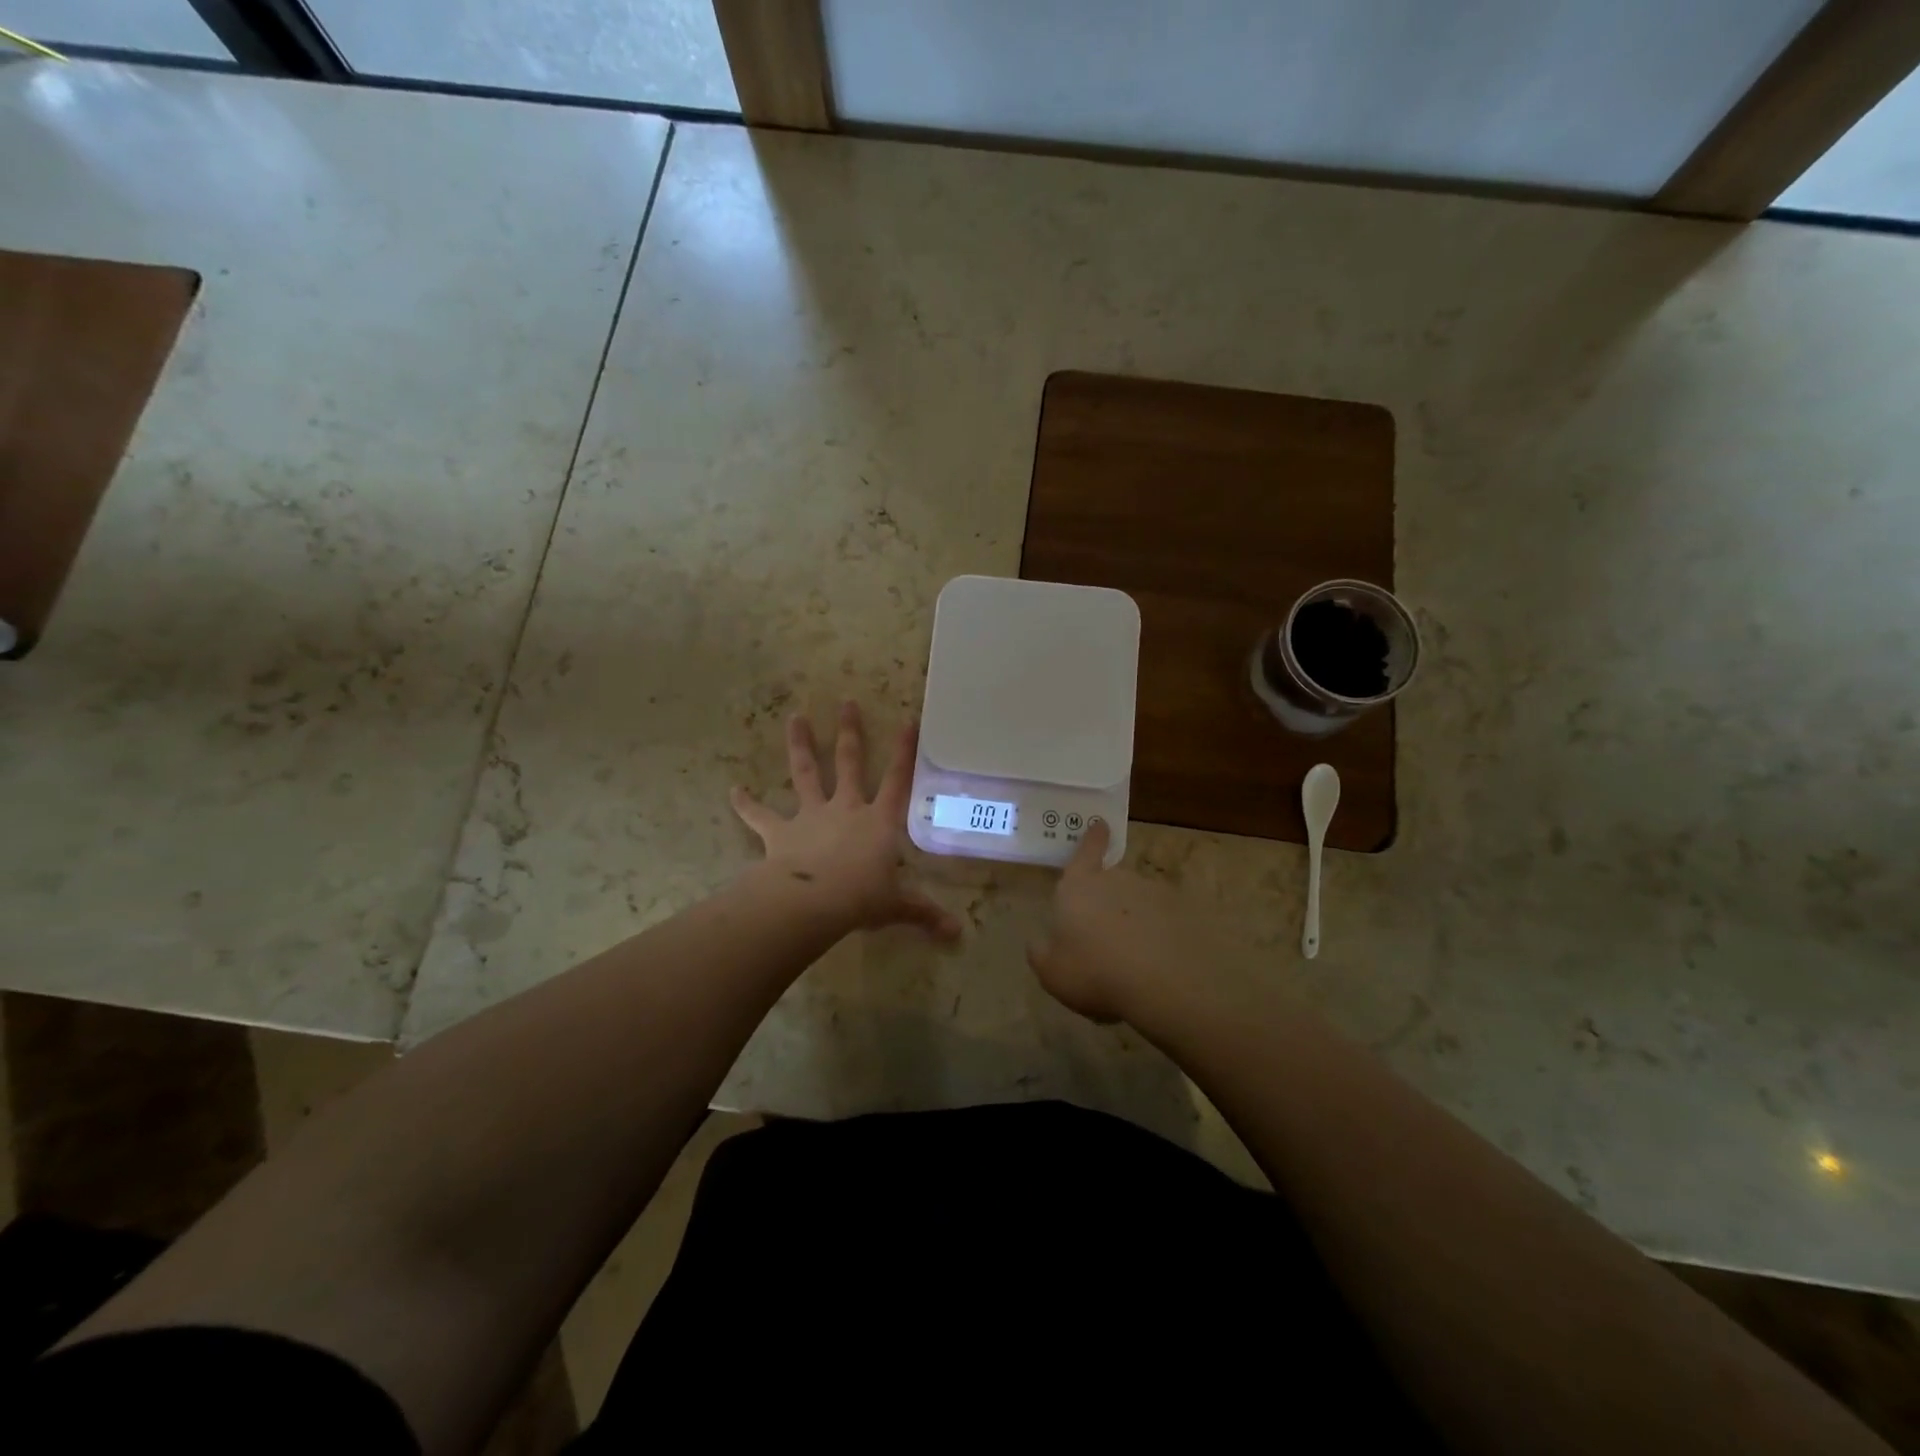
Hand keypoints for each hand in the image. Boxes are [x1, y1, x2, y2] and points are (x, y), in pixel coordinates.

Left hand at [731, 702, 960, 939]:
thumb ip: (925, 913)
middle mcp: (846, 808)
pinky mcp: (781, 832)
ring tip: (795, 717)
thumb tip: (958, 934)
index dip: (905, 751)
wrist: (813, 902)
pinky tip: (733, 791)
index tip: (908, 720)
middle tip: (846, 702)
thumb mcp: (898, 905)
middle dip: (849, 732)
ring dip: (800, 745)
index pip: (898, 780)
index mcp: (879, 821)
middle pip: (850, 763)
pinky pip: (760, 816)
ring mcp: (811, 815)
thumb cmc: (862, 898)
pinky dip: (747, 804)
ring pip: (806, 773)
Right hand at [1027, 820, 1201, 1022]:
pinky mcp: (1180, 913)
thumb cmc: (1092, 971)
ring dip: (1133, 918)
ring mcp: (1151, 894)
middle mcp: (1116, 880)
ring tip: (1131, 956)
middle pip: (1111, 880)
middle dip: (1107, 899)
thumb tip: (1038, 941)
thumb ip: (1040, 951)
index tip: (1101, 824)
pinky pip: (1163, 919)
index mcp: (1079, 886)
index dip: (1092, 839)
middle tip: (1104, 934)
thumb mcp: (1050, 971)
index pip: (1086, 851)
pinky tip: (1155, 963)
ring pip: (1137, 900)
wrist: (1160, 984)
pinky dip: (1158, 933)